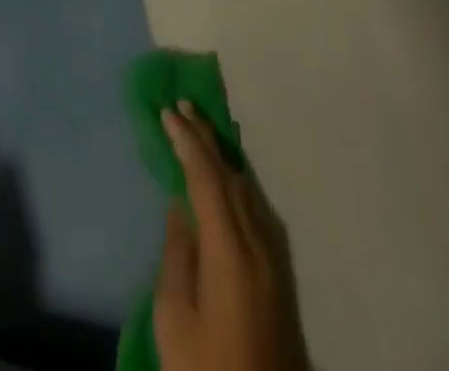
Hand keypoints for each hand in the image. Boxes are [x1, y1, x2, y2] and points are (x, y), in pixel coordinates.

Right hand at [153, 103, 306, 370]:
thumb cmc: (210, 370)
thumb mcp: (176, 321)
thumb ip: (178, 257)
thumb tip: (180, 208)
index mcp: (230, 249)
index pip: (206, 177)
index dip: (186, 141)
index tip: (167, 112)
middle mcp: (258, 241)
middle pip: (230, 174)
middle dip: (205, 136)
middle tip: (183, 104)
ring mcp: (274, 257)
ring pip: (247, 187)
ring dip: (222, 154)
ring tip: (201, 129)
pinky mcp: (281, 273)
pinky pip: (256, 206)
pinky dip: (237, 179)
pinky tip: (228, 176)